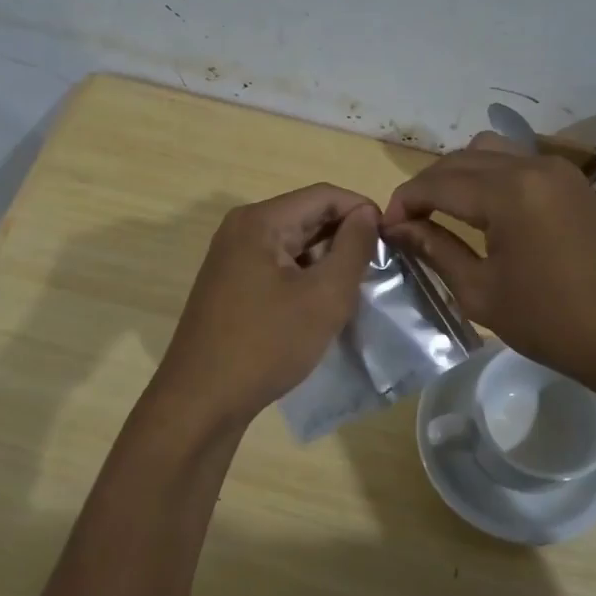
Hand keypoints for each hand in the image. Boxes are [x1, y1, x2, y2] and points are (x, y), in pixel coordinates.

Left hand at [154, 184, 379, 427]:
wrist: (202, 401)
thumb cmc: (267, 345)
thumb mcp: (324, 296)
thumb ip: (353, 248)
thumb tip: (367, 215)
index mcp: (260, 221)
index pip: (324, 195)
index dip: (362, 211)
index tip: (393, 241)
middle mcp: (241, 229)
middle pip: (306, 216)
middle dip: (345, 237)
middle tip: (378, 269)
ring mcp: (231, 257)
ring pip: (293, 243)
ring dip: (326, 260)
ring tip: (354, 290)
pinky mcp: (230, 285)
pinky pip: (277, 266)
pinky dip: (304, 277)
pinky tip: (320, 305)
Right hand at [383, 134, 595, 404]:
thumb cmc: (555, 323)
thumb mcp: (482, 292)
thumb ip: (436, 250)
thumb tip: (398, 228)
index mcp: (507, 192)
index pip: (436, 183)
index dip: (404, 202)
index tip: (387, 230)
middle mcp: (531, 165)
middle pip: (460, 159)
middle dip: (427, 187)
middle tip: (410, 224)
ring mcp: (558, 169)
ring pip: (489, 151)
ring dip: (458, 175)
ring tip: (444, 213)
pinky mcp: (574, 182)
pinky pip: (518, 162)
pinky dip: (489, 176)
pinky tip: (484, 211)